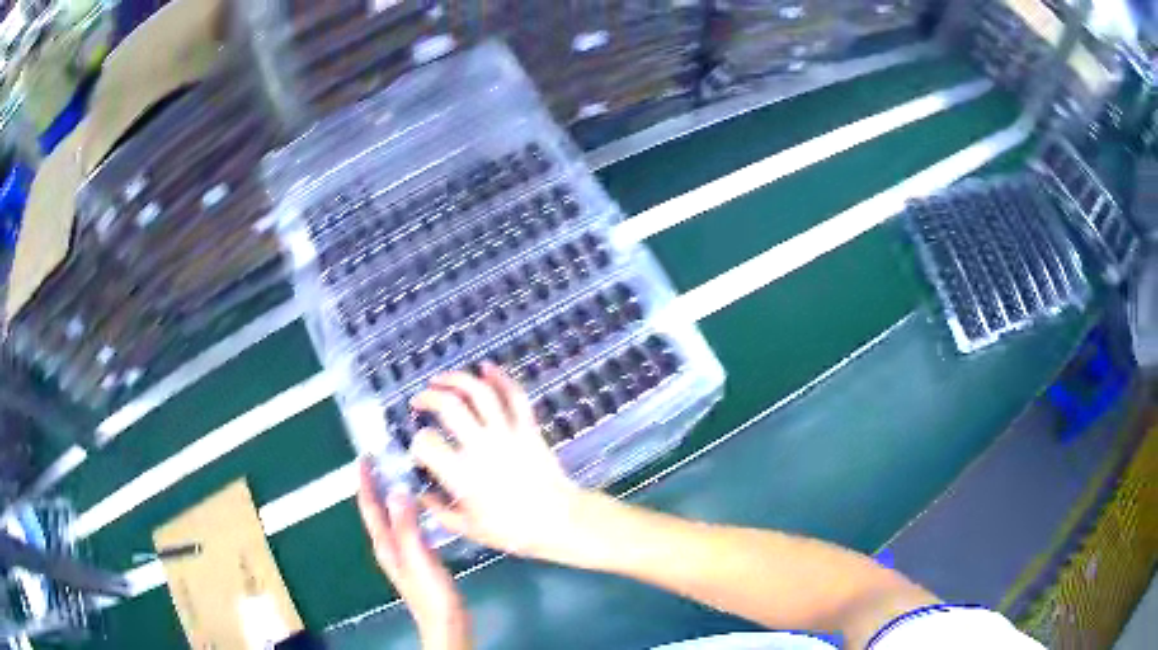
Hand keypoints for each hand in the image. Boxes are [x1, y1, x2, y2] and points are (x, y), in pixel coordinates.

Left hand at [357, 460, 470, 649]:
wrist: (446, 622)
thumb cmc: (431, 592)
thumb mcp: (418, 557)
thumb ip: (406, 526)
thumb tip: (396, 491)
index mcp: (385, 545)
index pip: (369, 508)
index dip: (365, 482)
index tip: (364, 457)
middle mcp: (389, 547)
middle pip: (377, 511)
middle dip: (376, 485)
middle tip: (384, 460)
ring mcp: (403, 554)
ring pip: (392, 517)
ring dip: (392, 496)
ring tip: (401, 475)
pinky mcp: (417, 558)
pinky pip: (406, 526)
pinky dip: (408, 510)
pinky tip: (421, 507)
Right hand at [409, 363, 586, 558]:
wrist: (560, 521)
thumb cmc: (512, 531)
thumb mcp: (468, 529)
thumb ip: (438, 511)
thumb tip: (421, 494)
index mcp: (462, 476)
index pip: (427, 444)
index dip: (417, 442)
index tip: (418, 448)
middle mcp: (481, 448)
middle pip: (449, 406)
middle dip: (428, 397)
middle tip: (419, 401)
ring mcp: (507, 434)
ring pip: (479, 393)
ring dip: (456, 380)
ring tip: (440, 379)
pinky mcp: (528, 428)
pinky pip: (515, 396)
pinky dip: (501, 377)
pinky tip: (486, 367)